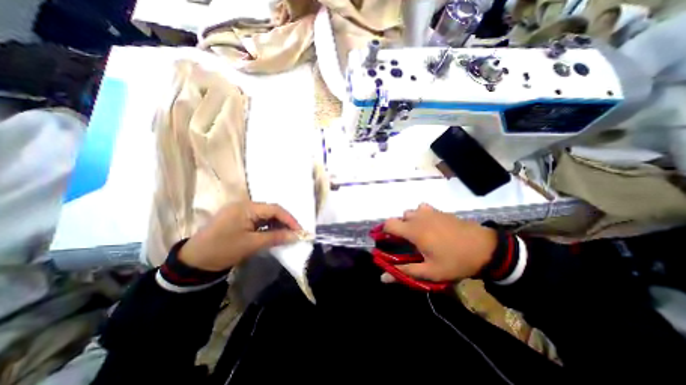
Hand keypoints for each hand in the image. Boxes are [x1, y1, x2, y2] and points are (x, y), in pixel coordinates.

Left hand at [177, 202, 300, 269]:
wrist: (193, 262)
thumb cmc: (223, 250)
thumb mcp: (251, 244)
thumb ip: (275, 237)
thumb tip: (295, 236)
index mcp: (246, 207)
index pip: (274, 209)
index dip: (289, 219)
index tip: (299, 231)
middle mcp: (244, 205)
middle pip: (271, 210)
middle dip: (284, 221)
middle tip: (294, 233)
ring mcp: (240, 211)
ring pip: (265, 215)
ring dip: (276, 224)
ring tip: (286, 234)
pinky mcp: (238, 218)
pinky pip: (258, 219)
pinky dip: (267, 226)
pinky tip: (273, 233)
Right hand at [381, 205, 498, 281]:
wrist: (486, 248)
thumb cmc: (456, 261)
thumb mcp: (430, 272)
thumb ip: (405, 272)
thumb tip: (383, 277)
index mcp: (414, 231)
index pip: (389, 224)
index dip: (383, 231)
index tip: (386, 241)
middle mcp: (419, 217)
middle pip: (399, 217)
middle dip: (398, 228)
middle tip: (406, 242)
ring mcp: (430, 212)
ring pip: (410, 212)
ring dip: (409, 221)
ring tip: (418, 233)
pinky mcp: (440, 211)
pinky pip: (422, 208)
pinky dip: (420, 215)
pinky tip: (429, 225)